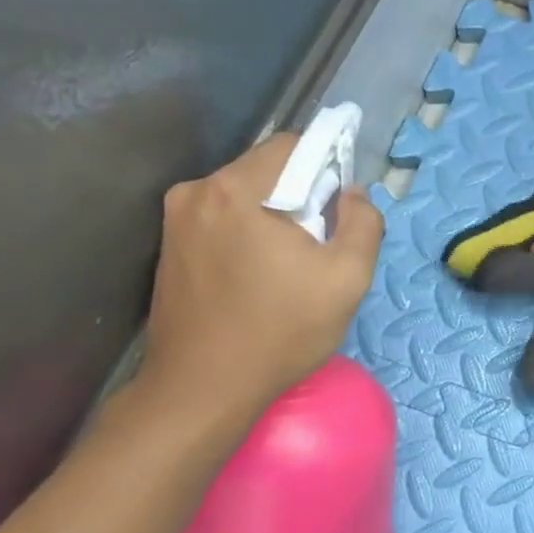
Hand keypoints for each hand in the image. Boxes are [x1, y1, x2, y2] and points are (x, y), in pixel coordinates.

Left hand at [140, 133, 383, 419]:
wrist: (203, 388)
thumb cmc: (282, 331)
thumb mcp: (348, 278)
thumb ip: (364, 222)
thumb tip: (352, 193)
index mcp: (238, 190)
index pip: (293, 145)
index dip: (328, 167)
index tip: (341, 210)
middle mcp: (197, 192)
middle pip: (267, 169)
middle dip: (302, 195)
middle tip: (319, 246)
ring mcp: (176, 219)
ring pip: (245, 195)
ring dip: (275, 215)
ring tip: (291, 266)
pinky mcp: (169, 246)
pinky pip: (223, 219)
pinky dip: (249, 233)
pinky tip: (260, 276)